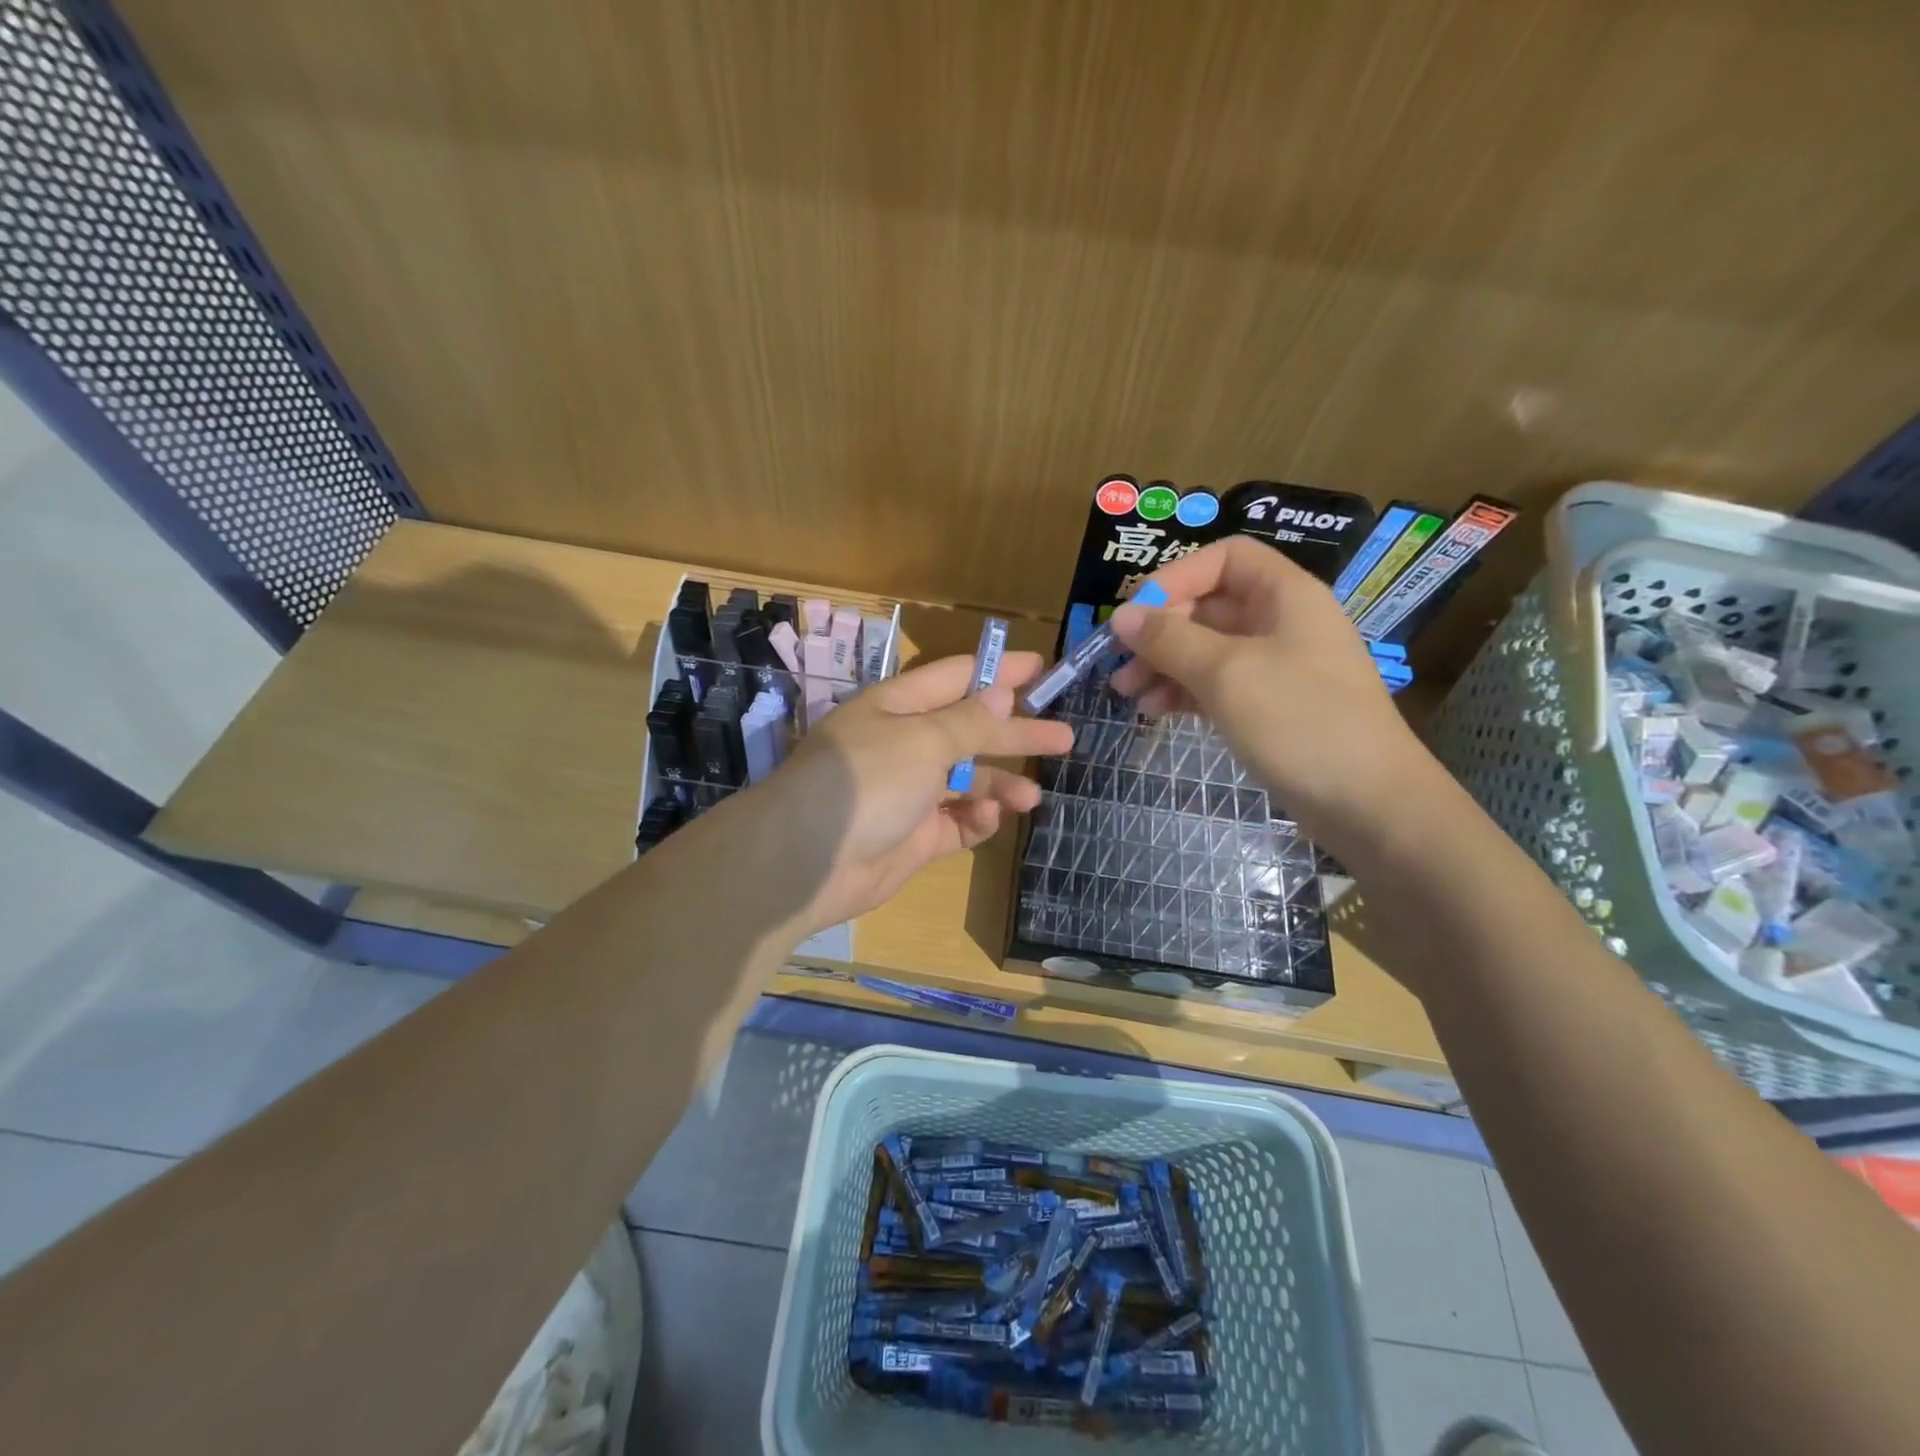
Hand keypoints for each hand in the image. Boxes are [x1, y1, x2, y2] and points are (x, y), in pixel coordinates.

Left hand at [766, 650, 1073, 933]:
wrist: (807, 863)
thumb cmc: (865, 783)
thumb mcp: (921, 741)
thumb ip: (968, 721)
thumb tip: (1001, 693)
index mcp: (897, 707)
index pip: (957, 678)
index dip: (999, 671)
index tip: (1042, 667)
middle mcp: (904, 744)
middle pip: (970, 730)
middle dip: (1016, 732)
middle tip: (1065, 735)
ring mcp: (909, 792)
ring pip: (967, 780)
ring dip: (1000, 783)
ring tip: (1031, 795)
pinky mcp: (914, 836)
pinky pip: (956, 821)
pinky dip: (975, 818)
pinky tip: (988, 818)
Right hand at [1108, 536, 1437, 855]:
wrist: (1368, 803)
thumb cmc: (1299, 721)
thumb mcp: (1226, 673)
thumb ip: (1169, 640)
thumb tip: (1121, 616)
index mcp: (1285, 595)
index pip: (1224, 559)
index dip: (1176, 577)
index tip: (1135, 613)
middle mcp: (1281, 622)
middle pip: (1209, 606)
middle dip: (1160, 631)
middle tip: (1120, 663)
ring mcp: (1277, 667)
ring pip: (1208, 649)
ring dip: (1164, 664)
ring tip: (1127, 693)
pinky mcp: (1271, 707)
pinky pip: (1217, 684)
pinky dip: (1184, 692)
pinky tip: (1155, 711)